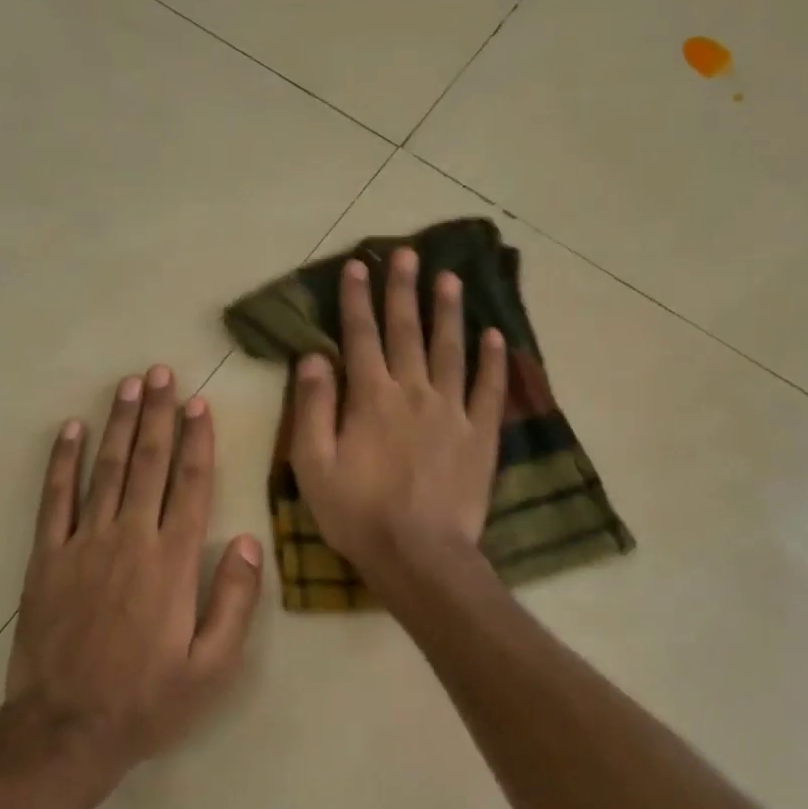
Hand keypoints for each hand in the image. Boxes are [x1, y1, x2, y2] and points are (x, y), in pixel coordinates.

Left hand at [7, 365, 263, 778]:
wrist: (65, 730)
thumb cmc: (147, 701)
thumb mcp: (212, 667)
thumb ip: (234, 601)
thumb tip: (247, 540)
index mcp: (173, 560)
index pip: (191, 484)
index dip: (197, 440)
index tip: (198, 404)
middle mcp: (130, 538)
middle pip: (148, 463)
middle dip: (157, 414)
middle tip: (161, 372)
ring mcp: (84, 543)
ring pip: (106, 469)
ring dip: (118, 423)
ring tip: (128, 385)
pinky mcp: (48, 557)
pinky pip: (55, 499)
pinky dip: (62, 461)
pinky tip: (71, 429)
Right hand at [290, 248, 506, 588]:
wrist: (419, 555)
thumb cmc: (357, 513)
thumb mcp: (313, 465)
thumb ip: (312, 407)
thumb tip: (313, 356)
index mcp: (370, 397)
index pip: (360, 336)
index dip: (357, 299)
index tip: (358, 266)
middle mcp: (413, 392)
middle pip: (407, 331)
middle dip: (404, 290)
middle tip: (407, 253)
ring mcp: (452, 411)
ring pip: (451, 349)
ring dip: (448, 311)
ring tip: (450, 278)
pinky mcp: (480, 435)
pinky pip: (489, 388)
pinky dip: (493, 360)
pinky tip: (495, 335)